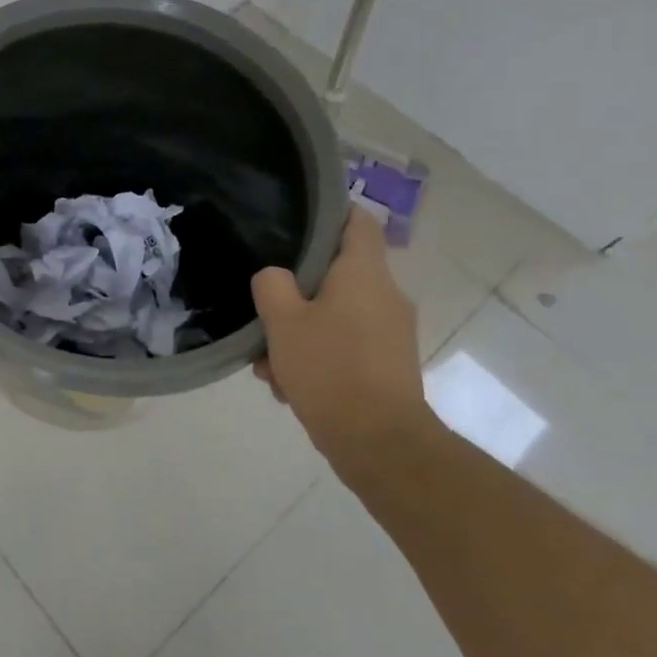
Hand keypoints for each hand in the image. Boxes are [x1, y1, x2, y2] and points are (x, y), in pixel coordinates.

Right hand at [251, 207, 429, 480]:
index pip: (357, 221)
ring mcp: (390, 333)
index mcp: (364, 274)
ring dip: (301, 331)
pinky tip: (289, 385)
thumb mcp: (283, 321)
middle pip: (337, 273)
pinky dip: (319, 356)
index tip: (295, 221)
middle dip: (297, 292)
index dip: (329, 213)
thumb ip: (272, 286)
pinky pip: (346, 345)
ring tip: (270, 363)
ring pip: (336, 314)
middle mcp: (386, 295)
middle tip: (265, 309)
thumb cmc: (329, 369)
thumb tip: (275, 277)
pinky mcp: (388, 365)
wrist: (379, 443)